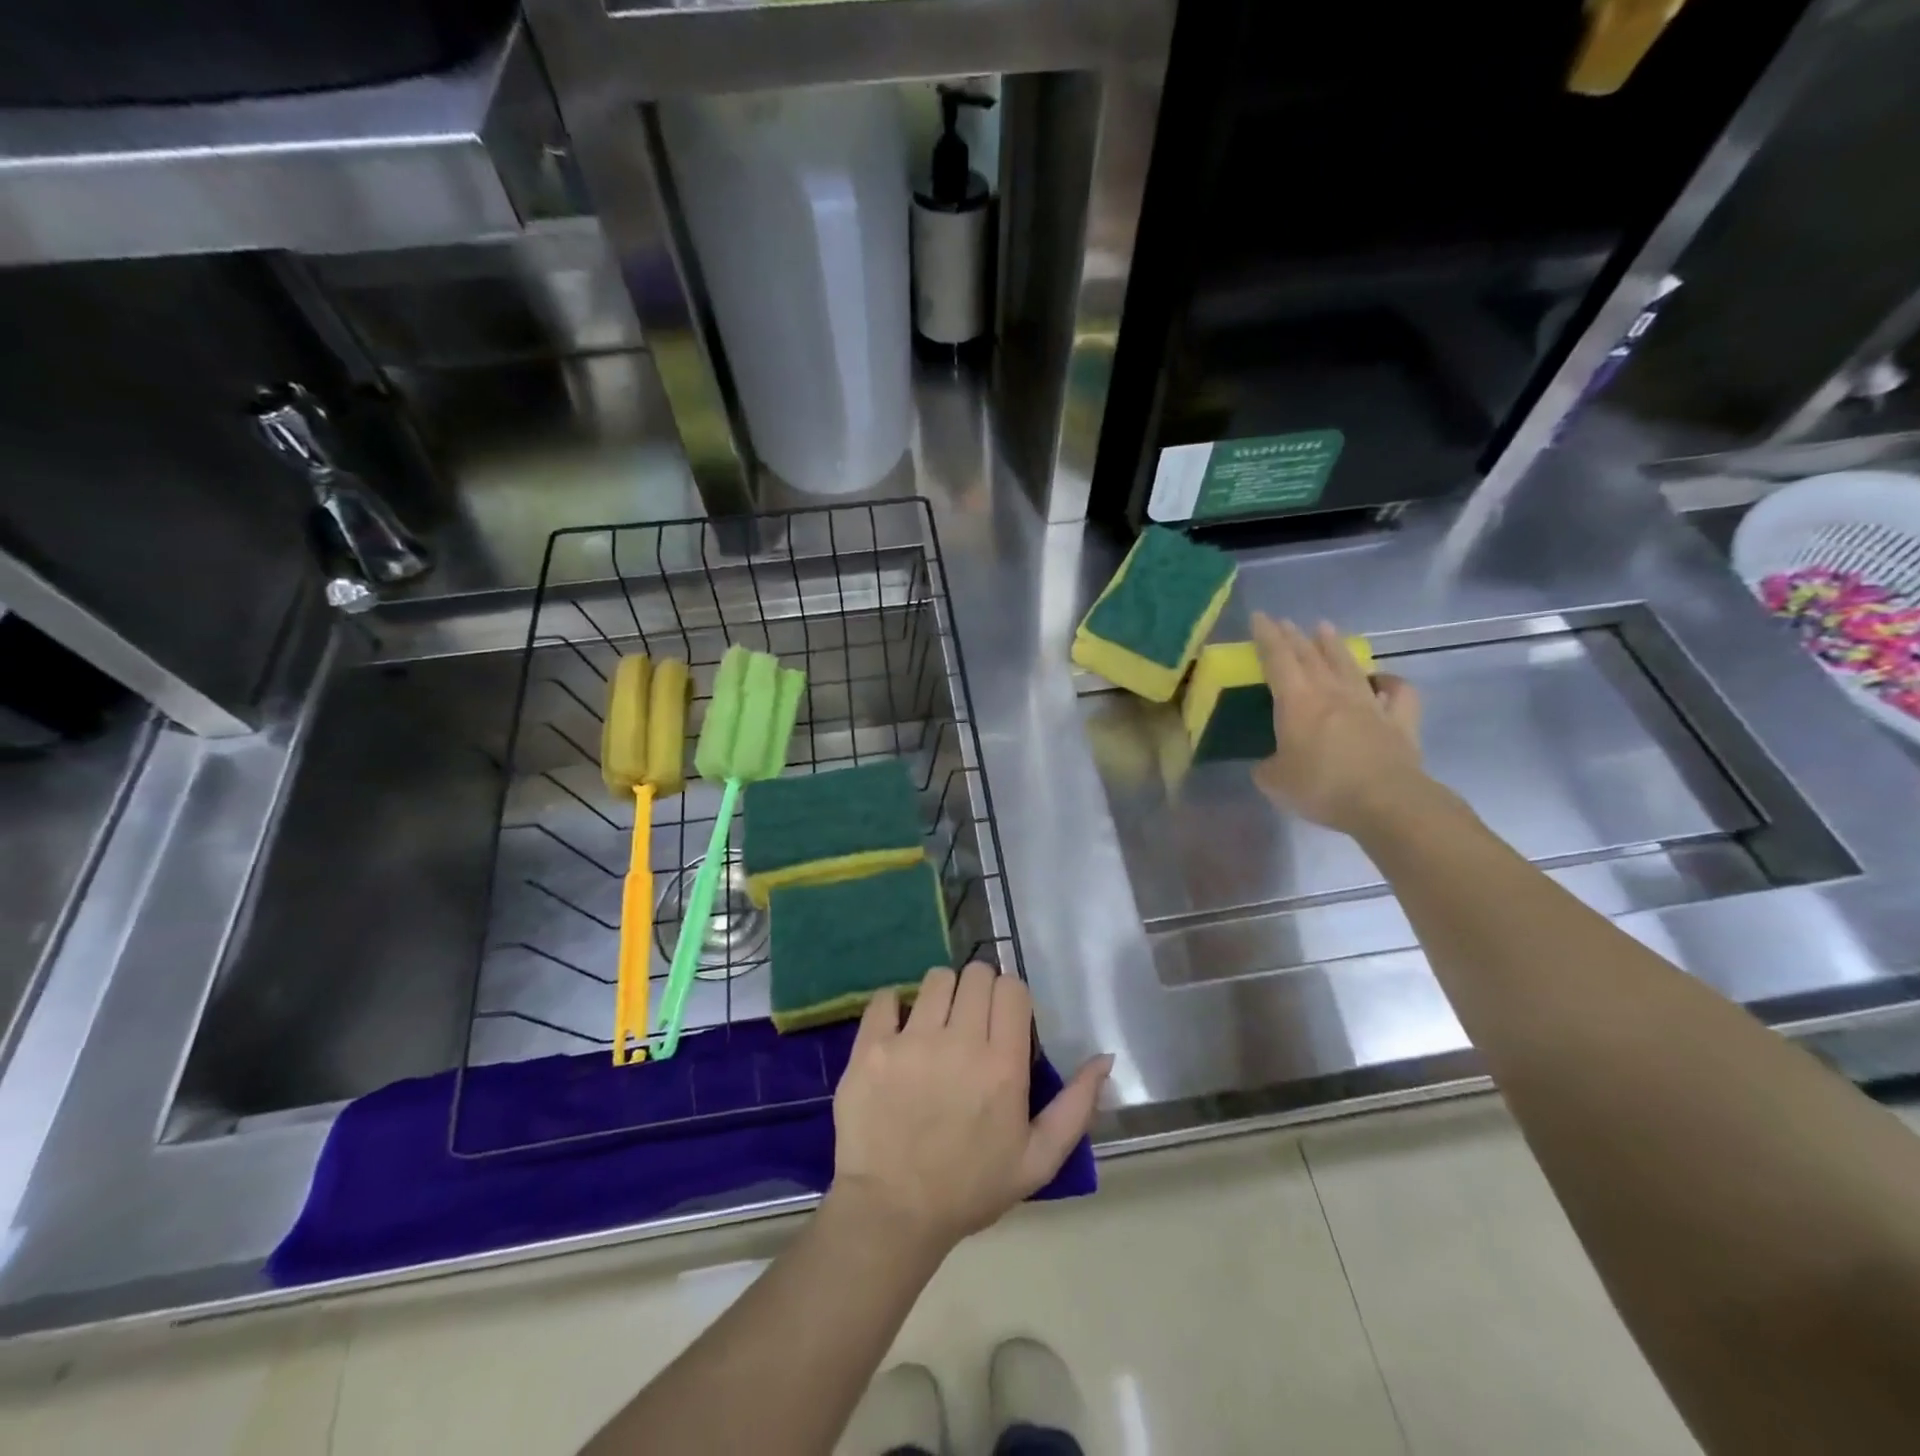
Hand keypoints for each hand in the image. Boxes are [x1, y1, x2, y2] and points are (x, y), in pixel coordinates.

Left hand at [830, 963, 1112, 1256]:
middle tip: (971, 1020)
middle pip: (976, 974)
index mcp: (1002, 1065)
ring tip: (936, 1024)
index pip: (1012, 989)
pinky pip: (885, 997)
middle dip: (979, 990)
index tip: (1004, 1019)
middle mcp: (959, 1042)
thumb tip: (1105, 1057)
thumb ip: (1076, 1106)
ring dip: (941, 994)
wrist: (892, 1213)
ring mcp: (911, 1041)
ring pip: (935, 979)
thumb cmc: (969, 1188)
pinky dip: (893, 1006)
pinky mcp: (871, 1047)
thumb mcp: (1037, 1160)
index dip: (1011, 997)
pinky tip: (897, 1030)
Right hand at [1251, 612, 1426, 835]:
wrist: (1385, 801)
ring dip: (1334, 646)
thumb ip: (1267, 767)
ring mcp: (1369, 704)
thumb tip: (1271, 764)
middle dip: (1294, 636)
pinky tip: (1384, 680)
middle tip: (1284, 622)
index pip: (1278, 659)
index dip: (1266, 637)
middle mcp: (1332, 693)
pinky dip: (1390, 683)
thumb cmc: (1321, 786)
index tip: (1259, 616)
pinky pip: (1397, 693)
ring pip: (1348, 665)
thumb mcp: (1275, 782)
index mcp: (1297, 702)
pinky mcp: (1399, 721)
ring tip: (1325, 628)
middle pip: (1310, 656)